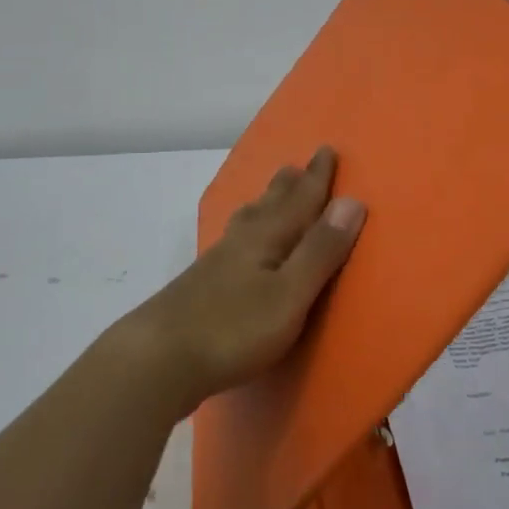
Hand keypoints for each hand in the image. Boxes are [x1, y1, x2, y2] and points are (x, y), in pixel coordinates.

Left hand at [126, 146, 364, 413]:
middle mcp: (241, 241)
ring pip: (247, 221)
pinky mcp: (199, 286)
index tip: (326, 150)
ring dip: (264, 204)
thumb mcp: (290, 294)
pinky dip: (244, 229)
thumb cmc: (233, 328)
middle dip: (288, 186)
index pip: (299, 200)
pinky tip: (236, 245)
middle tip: (296, 166)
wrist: (157, 358)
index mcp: (267, 238)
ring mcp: (216, 263)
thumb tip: (352, 201)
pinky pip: (233, 241)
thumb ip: (320, 251)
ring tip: (269, 196)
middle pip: (269, 204)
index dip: (316, 178)